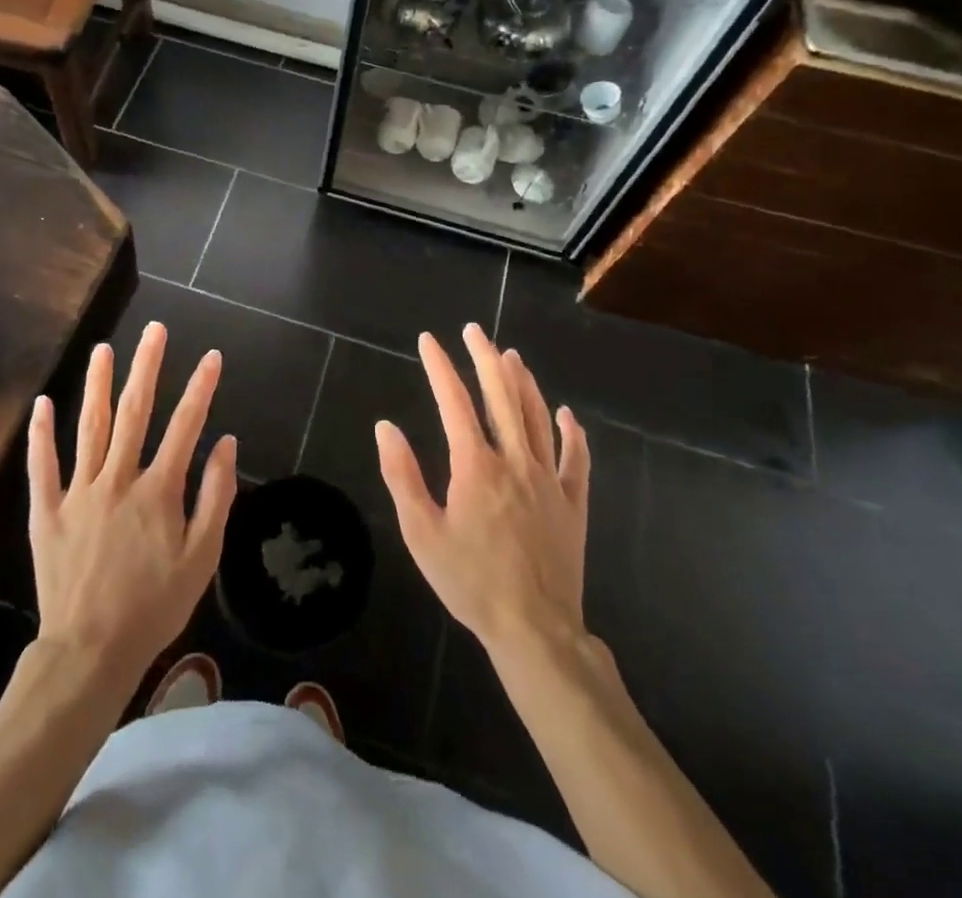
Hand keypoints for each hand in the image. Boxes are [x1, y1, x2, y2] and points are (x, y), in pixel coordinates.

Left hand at [27, 322, 236, 684]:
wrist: (90, 652)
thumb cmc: (154, 606)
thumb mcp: (201, 559)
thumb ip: (215, 498)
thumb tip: (227, 444)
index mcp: (158, 491)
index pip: (185, 426)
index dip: (201, 388)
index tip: (212, 357)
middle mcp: (118, 479)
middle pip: (134, 412)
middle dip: (147, 367)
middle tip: (154, 330)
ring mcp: (79, 492)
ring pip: (89, 426)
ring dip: (97, 384)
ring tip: (104, 348)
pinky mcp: (48, 511)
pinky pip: (43, 466)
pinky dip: (42, 434)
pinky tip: (43, 403)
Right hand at [376, 324, 590, 663]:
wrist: (535, 631)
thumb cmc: (470, 583)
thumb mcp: (421, 533)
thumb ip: (402, 476)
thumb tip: (385, 427)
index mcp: (476, 466)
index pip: (455, 402)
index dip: (440, 367)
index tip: (428, 340)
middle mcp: (515, 461)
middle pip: (501, 397)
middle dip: (485, 358)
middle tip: (474, 330)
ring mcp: (549, 481)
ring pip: (537, 418)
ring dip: (524, 382)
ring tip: (511, 355)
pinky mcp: (573, 504)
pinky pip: (576, 460)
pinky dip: (572, 433)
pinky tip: (566, 414)